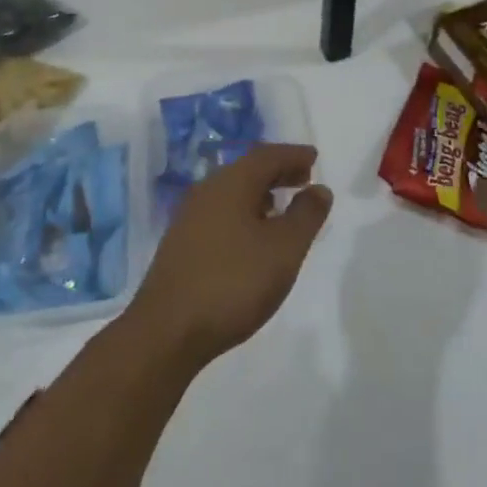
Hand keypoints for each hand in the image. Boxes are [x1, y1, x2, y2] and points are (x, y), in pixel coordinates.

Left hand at [126, 143, 333, 370]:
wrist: (167, 331)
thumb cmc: (234, 282)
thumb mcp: (284, 249)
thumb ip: (306, 215)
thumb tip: (319, 189)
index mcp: (231, 182)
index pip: (267, 155)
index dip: (293, 155)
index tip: (314, 158)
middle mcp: (207, 190)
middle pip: (248, 170)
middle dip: (278, 172)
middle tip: (304, 178)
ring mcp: (189, 217)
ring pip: (232, 192)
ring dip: (260, 193)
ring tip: (282, 207)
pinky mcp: (181, 243)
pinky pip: (220, 212)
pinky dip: (243, 213)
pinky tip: (252, 237)